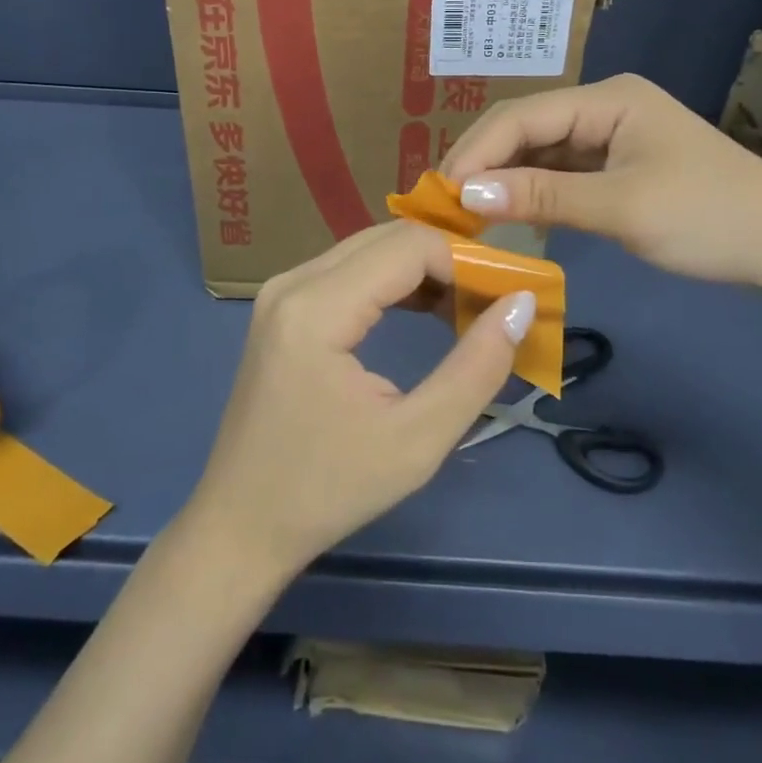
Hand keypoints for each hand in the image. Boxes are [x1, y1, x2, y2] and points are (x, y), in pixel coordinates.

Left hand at [182, 221, 533, 584]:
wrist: (241, 525)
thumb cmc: (328, 491)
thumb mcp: (416, 441)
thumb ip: (476, 368)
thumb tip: (520, 305)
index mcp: (316, 307)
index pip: (408, 246)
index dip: (465, 261)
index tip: (506, 296)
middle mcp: (293, 281)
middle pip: (387, 237)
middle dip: (447, 260)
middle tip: (493, 300)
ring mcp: (282, 289)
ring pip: (369, 248)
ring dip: (422, 269)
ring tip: (466, 309)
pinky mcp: (283, 305)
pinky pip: (348, 270)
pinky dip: (392, 281)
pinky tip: (424, 311)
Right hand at [441, 72, 761, 294]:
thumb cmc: (711, 218)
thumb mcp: (622, 208)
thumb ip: (542, 197)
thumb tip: (465, 195)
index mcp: (608, 99)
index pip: (522, 116)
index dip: (477, 152)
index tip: (440, 194)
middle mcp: (604, 108)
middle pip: (527, 130)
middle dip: (484, 164)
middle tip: (443, 207)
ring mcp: (612, 138)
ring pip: (540, 153)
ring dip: (504, 180)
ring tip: (463, 213)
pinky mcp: (619, 168)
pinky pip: (561, 174)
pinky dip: (533, 193)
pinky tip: (507, 214)